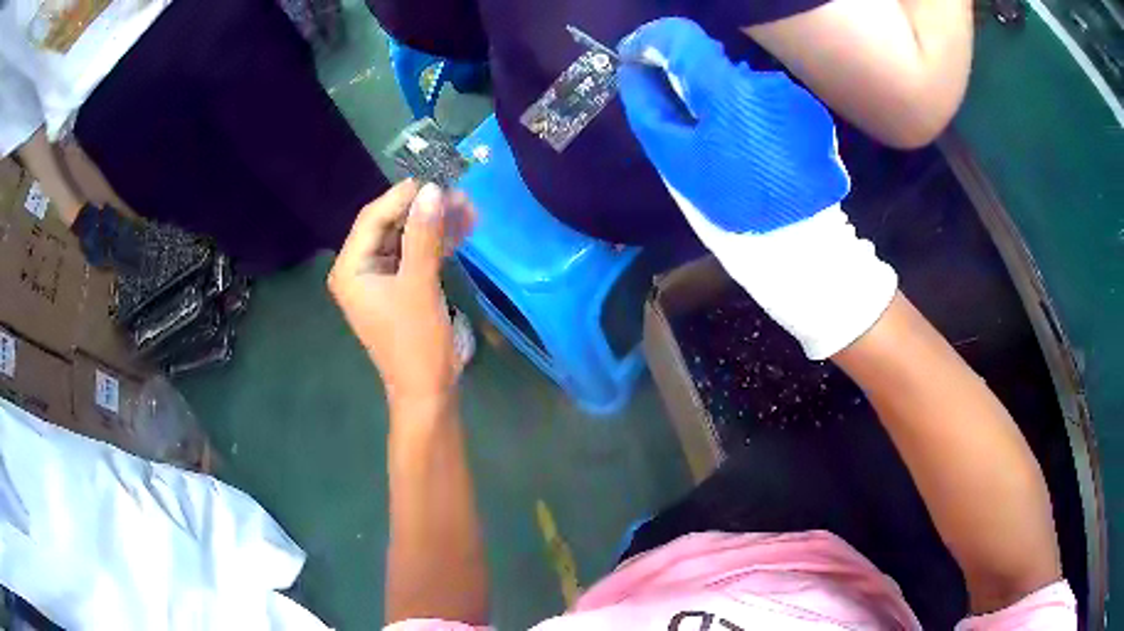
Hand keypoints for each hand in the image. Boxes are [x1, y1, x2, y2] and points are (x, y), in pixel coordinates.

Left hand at [328, 181, 475, 402]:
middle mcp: (359, 269)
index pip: (372, 218)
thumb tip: (433, 190)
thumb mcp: (419, 285)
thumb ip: (424, 235)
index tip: (436, 180)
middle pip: (389, 225)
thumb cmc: (416, 341)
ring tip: (468, 209)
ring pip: (405, 237)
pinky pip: (414, 254)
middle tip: (459, 196)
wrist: (428, 390)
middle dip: (424, 210)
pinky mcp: (398, 286)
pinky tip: (461, 229)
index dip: (403, 197)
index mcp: (351, 269)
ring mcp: (379, 277)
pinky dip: (435, 242)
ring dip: (434, 223)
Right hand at [617, 17, 849, 233]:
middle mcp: (763, 80)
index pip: (679, 36)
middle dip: (688, 81)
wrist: (799, 245)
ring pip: (739, 83)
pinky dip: (752, 114)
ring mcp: (793, 96)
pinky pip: (766, 101)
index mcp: (726, 89)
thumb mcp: (675, 160)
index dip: (649, 42)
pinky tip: (756, 149)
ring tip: (726, 144)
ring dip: (723, 100)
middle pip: (711, 62)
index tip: (634, 61)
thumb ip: (649, 106)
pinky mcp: (812, 115)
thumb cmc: (729, 205)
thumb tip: (633, 70)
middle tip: (682, 120)